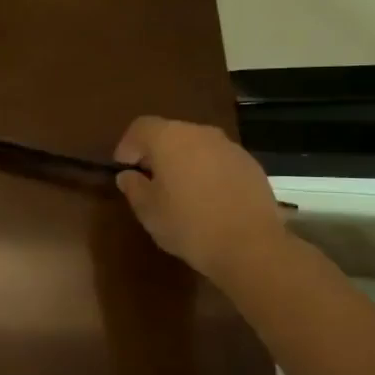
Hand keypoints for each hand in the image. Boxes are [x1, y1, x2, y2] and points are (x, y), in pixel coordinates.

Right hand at [114, 116, 287, 283]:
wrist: (250, 246)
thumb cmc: (188, 224)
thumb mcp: (147, 210)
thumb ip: (133, 187)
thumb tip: (128, 175)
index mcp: (169, 138)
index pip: (140, 127)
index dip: (127, 146)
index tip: (124, 169)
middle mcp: (200, 133)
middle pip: (170, 133)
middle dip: (156, 153)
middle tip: (149, 181)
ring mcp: (229, 147)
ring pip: (196, 146)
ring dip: (183, 162)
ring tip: (180, 191)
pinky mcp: (251, 165)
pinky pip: (218, 160)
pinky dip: (207, 172)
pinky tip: (208, 199)